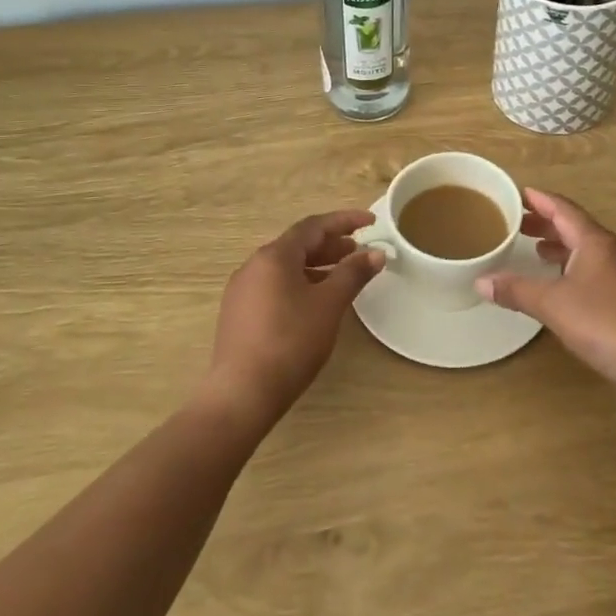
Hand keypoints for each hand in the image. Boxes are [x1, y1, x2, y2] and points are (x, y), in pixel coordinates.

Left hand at [205, 210, 384, 425]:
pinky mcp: (239, 314)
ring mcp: (242, 290)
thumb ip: (353, 274)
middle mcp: (254, 265)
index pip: (314, 226)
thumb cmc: (290, 341)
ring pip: (286, 267)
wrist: (242, 393)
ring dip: (317, 265)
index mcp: (274, 256)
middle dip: (331, 245)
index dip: (345, 221)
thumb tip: (376, 253)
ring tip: (342, 276)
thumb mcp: (329, 304)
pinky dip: (300, 283)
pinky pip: (275, 285)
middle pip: (298, 244)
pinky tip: (315, 302)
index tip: (371, 221)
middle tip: (359, 251)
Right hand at [476, 188, 615, 393]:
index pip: (563, 209)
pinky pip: (591, 266)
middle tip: (517, 222)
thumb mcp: (551, 304)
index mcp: (594, 241)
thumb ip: (516, 290)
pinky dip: (570, 264)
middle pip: (574, 225)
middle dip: (546, 222)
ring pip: (584, 247)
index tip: (518, 194)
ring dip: (559, 243)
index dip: (539, 200)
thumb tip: (481, 282)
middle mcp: (610, 249)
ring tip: (533, 248)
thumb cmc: (602, 323)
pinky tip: (558, 280)